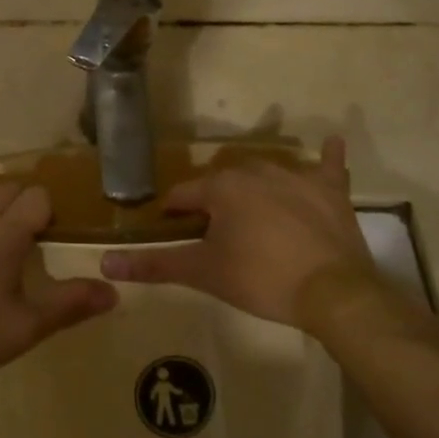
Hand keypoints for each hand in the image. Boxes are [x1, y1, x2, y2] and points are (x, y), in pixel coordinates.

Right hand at [99, 137, 383, 329]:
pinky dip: (328, 158)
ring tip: (254, 217)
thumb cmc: (261, 279)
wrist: (332, 292)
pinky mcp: (331, 190)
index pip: (184, 195)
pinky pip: (329, 166)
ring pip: (265, 174)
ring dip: (255, 188)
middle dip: (215, 202)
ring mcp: (296, 176)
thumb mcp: (203, 273)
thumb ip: (154, 264)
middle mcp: (255, 170)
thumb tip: (106, 261)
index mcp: (222, 187)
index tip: (171, 229)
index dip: (174, 213)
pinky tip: (331, 144)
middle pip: (223, 183)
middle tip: (216, 234)